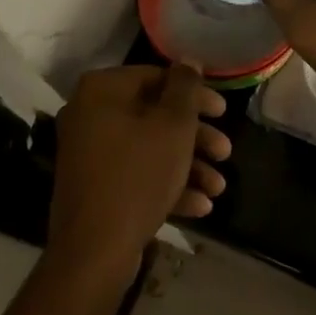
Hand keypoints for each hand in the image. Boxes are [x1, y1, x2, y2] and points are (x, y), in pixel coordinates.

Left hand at [48, 65, 228, 278]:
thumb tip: (188, 61)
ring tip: (218, 187)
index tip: (223, 112)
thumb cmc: (138, 175)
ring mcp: (90, 155)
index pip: (157, 77)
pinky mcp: (95, 188)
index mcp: (102, 91)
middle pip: (155, 116)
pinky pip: (136, 175)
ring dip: (188, 165)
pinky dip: (167, 185)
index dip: (196, 94)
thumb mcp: (173, 126)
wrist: (93, 253)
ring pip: (149, 149)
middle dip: (196, 137)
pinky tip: (200, 206)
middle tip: (225, 151)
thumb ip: (185, 88)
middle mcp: (90, 116)